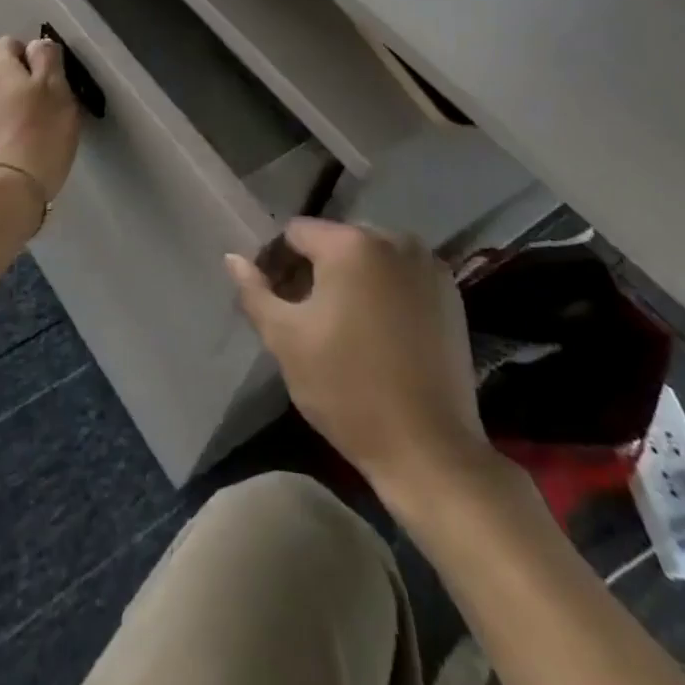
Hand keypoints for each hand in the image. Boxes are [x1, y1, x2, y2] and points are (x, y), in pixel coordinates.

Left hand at [0, 36, 80, 201]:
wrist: (12, 185)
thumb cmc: (40, 128)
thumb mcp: (54, 85)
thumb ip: (47, 58)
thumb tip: (37, 45)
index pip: (11, 42)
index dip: (34, 52)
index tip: (54, 72)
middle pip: (8, 70)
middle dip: (31, 79)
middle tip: (57, 99)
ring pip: (6, 96)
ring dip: (25, 103)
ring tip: (49, 123)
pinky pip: (4, 120)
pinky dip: (19, 124)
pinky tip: (36, 140)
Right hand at [225, 220, 493, 511]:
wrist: (430, 451)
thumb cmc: (347, 388)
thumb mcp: (285, 339)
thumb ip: (255, 291)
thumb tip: (233, 259)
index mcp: (351, 244)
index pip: (295, 233)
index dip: (276, 263)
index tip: (274, 301)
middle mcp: (394, 241)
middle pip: (334, 241)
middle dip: (313, 270)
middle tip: (303, 316)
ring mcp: (429, 267)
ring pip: (368, 258)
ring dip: (348, 280)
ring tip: (339, 326)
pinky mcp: (451, 296)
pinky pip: (399, 277)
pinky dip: (381, 292)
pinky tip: (375, 333)